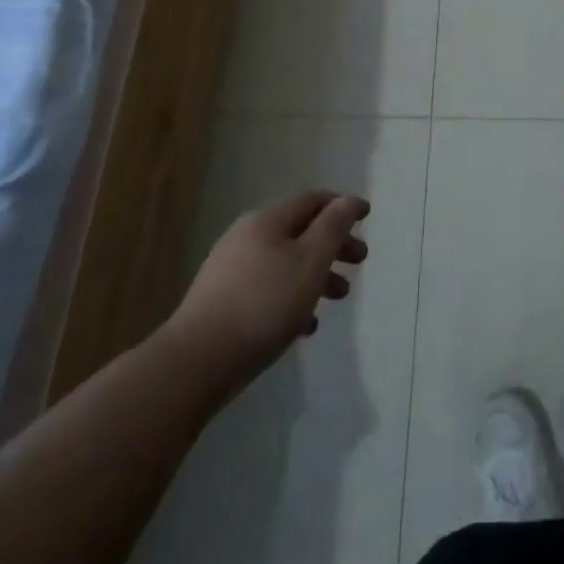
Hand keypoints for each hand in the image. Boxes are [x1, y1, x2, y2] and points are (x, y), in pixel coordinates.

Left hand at [156, 191, 369, 400]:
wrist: (196, 363)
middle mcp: (246, 238)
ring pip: (285, 263)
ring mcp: (230, 271)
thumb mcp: (310, 261)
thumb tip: (348, 201)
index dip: (342, 206)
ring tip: (338, 297)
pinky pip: (267, 290)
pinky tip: (306, 325)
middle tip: (360, 261)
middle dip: (334, 245)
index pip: (312, 200)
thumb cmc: (264, 304)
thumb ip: (334, 227)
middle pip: (300, 232)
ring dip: (316, 275)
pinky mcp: (221, 303)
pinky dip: (291, 299)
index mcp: (267, 222)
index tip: (367, 217)